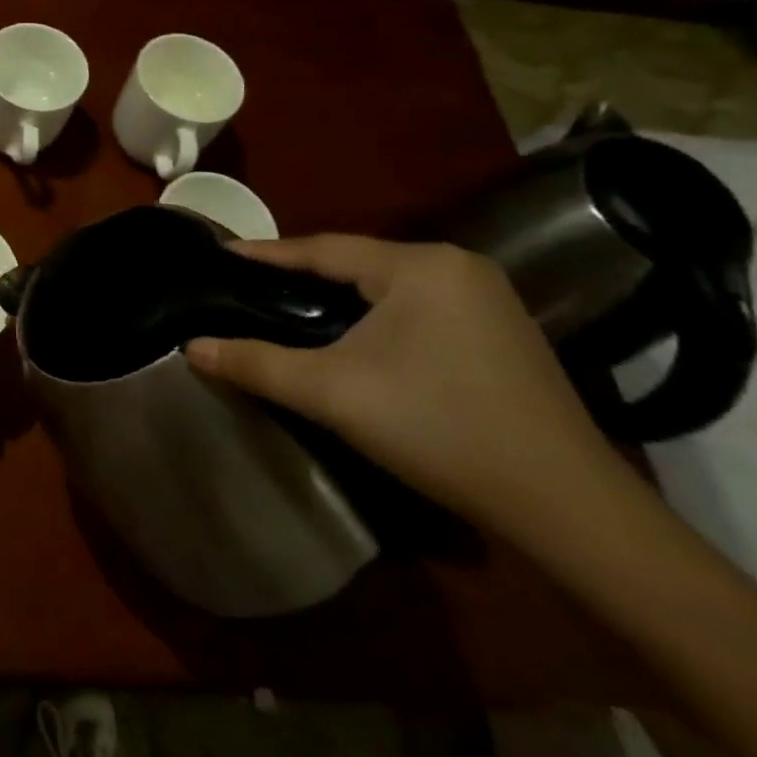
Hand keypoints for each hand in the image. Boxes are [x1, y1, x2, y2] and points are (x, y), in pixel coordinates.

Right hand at [186, 235, 630, 541]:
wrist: (565, 507)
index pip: (323, 248)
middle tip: (251, 284)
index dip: (267, 253)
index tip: (222, 253)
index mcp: (420, 265)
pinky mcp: (503, 332)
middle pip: (357, 262)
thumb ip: (256, 363)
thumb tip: (191, 348)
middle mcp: (458, 266)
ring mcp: (488, 299)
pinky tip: (355, 335)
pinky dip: (376, 313)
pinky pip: (418, 306)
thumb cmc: (438, 429)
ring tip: (290, 306)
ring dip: (339, 294)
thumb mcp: (333, 393)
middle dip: (302, 274)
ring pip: (388, 285)